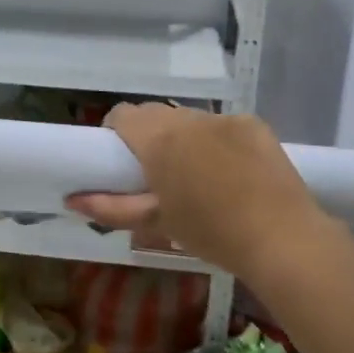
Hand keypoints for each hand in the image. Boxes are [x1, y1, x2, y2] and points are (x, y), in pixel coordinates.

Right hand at [66, 104, 327, 279]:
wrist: (282, 238)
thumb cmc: (210, 233)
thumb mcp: (156, 223)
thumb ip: (110, 207)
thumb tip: (71, 199)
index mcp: (159, 139)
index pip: (122, 114)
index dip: (116, 133)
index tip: (122, 161)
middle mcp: (189, 119)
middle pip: (155, 114)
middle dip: (149, 136)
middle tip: (157, 173)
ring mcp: (225, 118)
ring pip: (190, 120)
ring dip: (184, 138)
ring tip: (198, 175)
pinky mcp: (254, 124)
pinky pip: (222, 125)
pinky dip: (218, 142)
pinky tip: (232, 172)